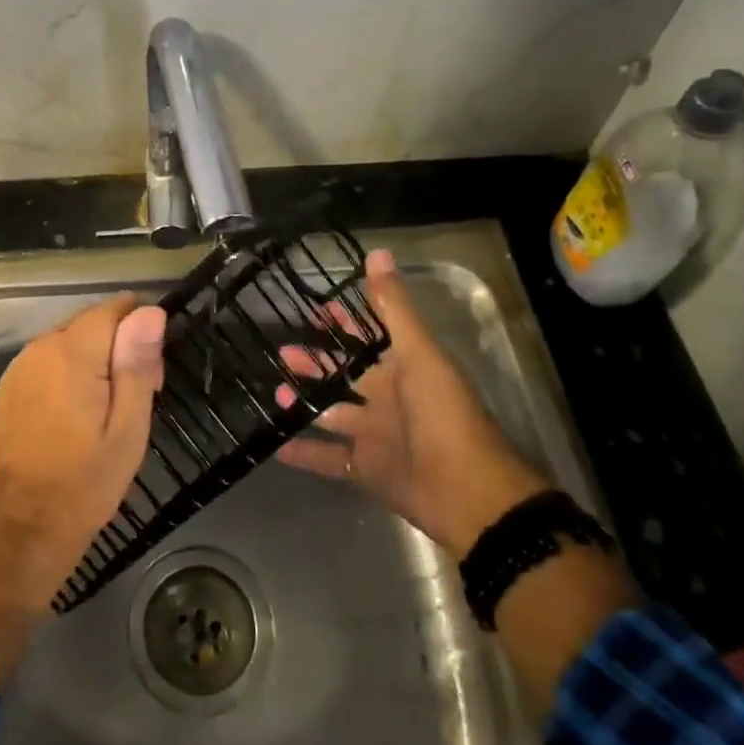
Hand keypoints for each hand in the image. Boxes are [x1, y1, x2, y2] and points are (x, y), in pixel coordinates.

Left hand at [0, 295, 164, 680]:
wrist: (28, 525)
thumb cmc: (88, 480)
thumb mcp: (128, 427)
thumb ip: (137, 364)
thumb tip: (150, 312)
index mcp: (72, 354)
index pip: (113, 309)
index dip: (139, 330)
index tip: (151, 370)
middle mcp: (41, 347)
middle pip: (91, 322)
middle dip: (118, 344)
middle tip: (137, 395)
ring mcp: (21, 365)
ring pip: (71, 339)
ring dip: (94, 357)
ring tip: (109, 407)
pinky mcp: (11, 384)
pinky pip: (50, 358)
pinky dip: (69, 370)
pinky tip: (78, 409)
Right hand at [277, 249, 546, 558]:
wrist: (468, 492)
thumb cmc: (443, 414)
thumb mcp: (419, 354)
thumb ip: (394, 308)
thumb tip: (377, 252)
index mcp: (404, 370)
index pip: (369, 339)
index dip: (345, 323)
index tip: (315, 310)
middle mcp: (389, 400)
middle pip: (346, 375)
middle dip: (316, 362)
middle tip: (283, 350)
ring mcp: (376, 437)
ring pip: (333, 414)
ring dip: (305, 402)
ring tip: (276, 390)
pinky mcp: (367, 471)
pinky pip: (330, 459)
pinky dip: (304, 453)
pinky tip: (276, 443)